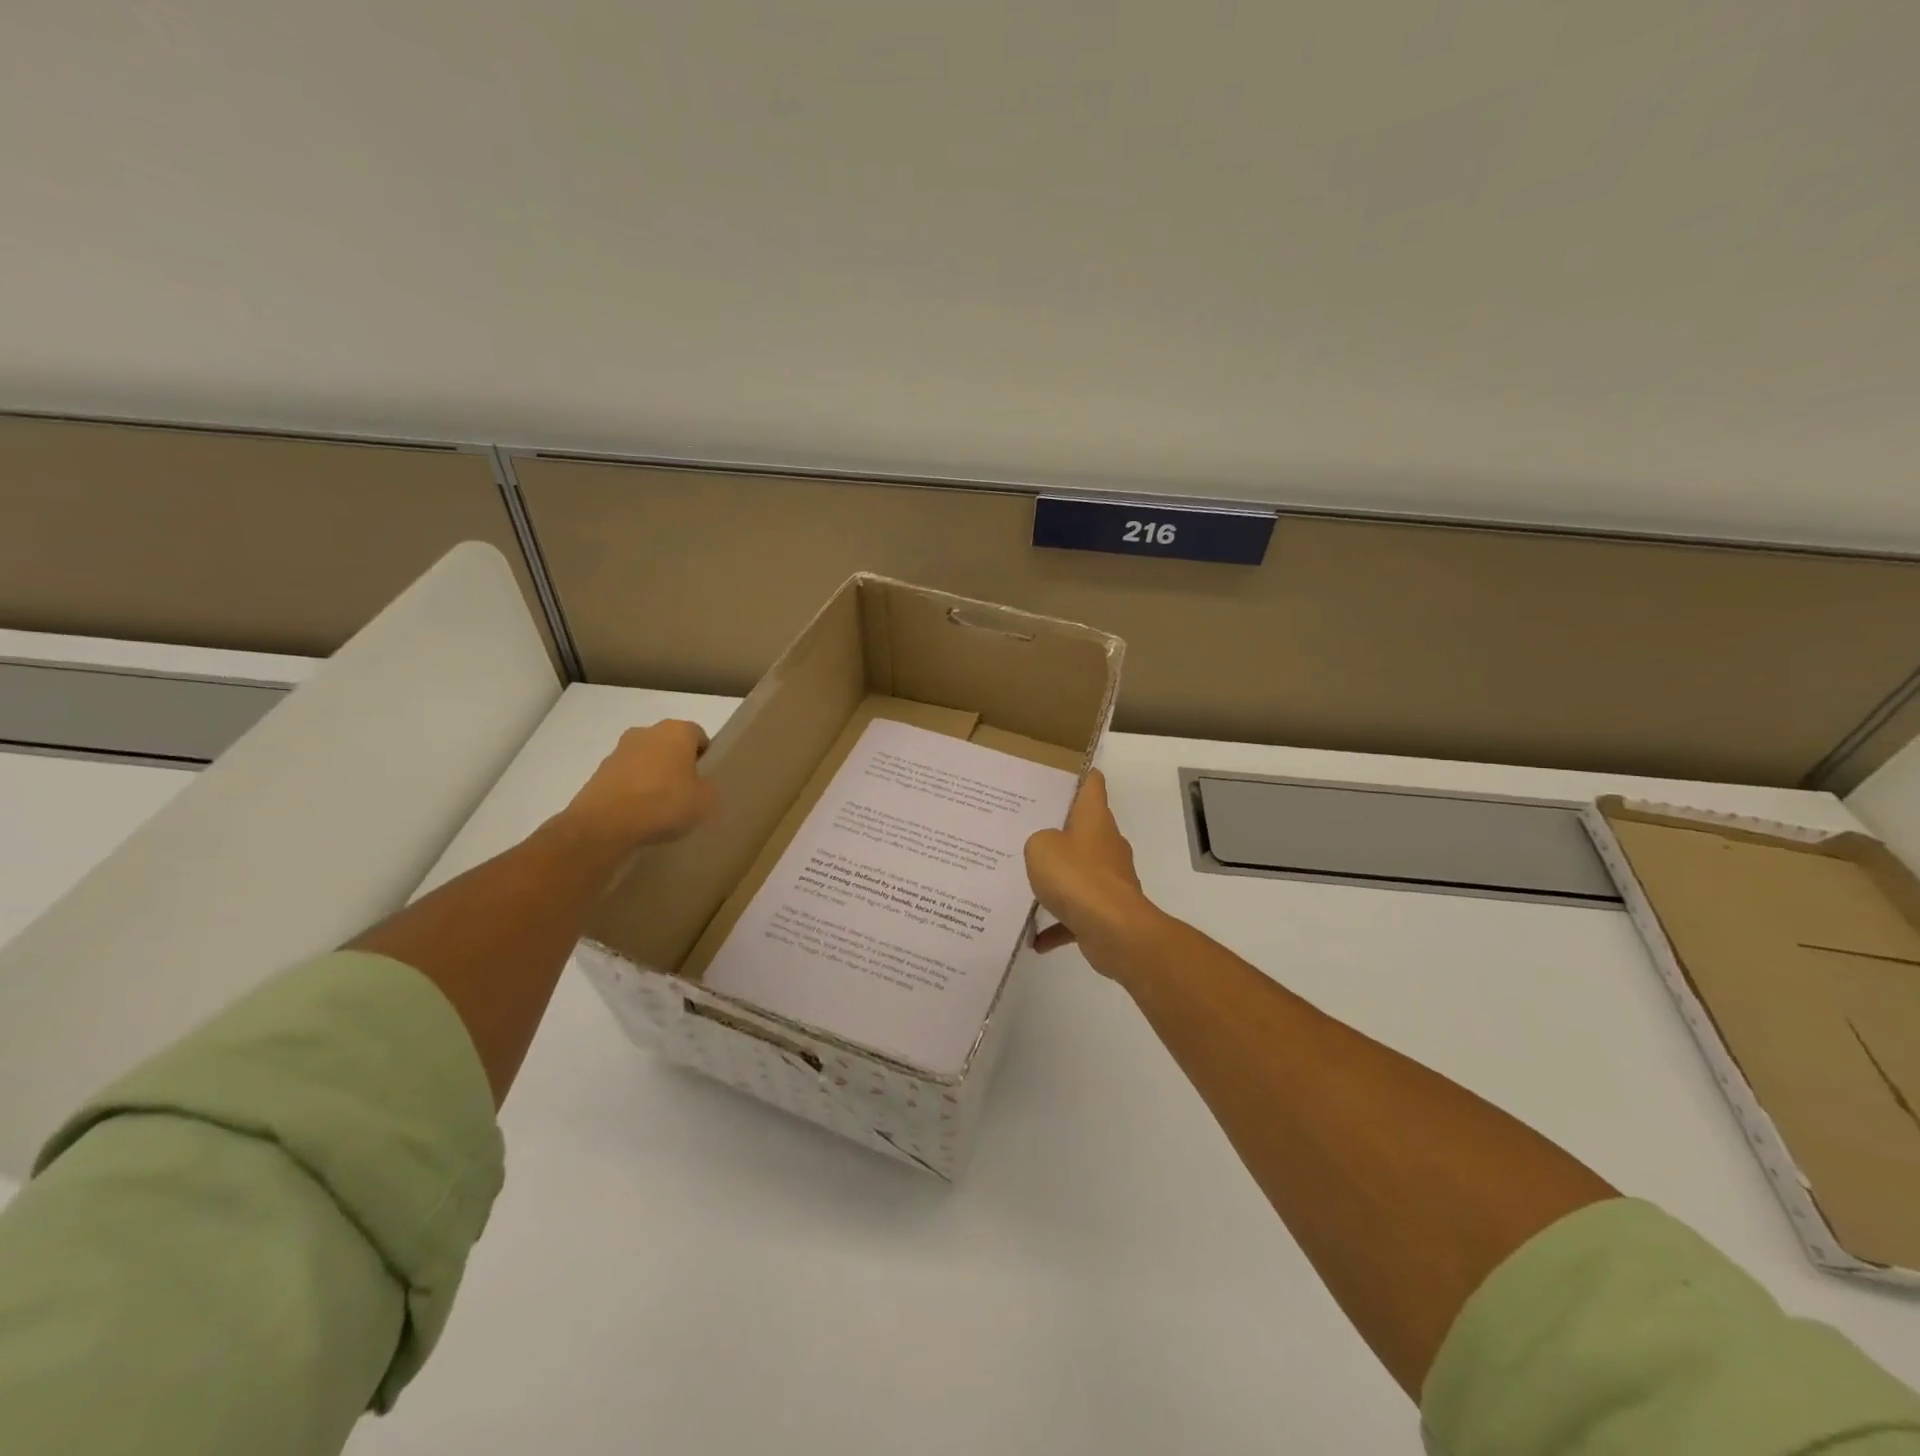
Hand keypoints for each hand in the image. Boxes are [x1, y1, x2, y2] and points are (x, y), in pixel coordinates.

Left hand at [564, 719, 716, 853]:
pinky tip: (638, 814)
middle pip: (670, 745)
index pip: (698, 736)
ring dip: (653, 776)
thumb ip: (708, 788)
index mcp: (676, 731)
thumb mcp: (705, 801)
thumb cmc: (664, 803)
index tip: (705, 780)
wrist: (605, 824)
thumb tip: (699, 787)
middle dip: (677, 764)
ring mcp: (619, 751)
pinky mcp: (599, 772)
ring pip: (646, 760)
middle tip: (685, 793)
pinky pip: (626, 778)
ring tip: (659, 807)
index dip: (705, 758)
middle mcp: (646, 732)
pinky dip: (633, 790)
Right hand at [1024, 770, 1165, 981]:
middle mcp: (1107, 845)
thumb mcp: (1040, 847)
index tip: (1074, 773)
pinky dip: (1059, 924)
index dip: (1085, 778)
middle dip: (1061, 832)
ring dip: (1058, 881)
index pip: (1093, 788)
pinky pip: (1077, 914)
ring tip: (1028, 885)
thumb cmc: (1076, 876)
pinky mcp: (1107, 911)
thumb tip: (1047, 851)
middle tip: (1030, 831)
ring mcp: (1110, 880)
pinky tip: (1036, 939)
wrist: (1114, 930)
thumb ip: (1038, 842)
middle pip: (1086, 831)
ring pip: (1080, 873)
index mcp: (1095, 820)